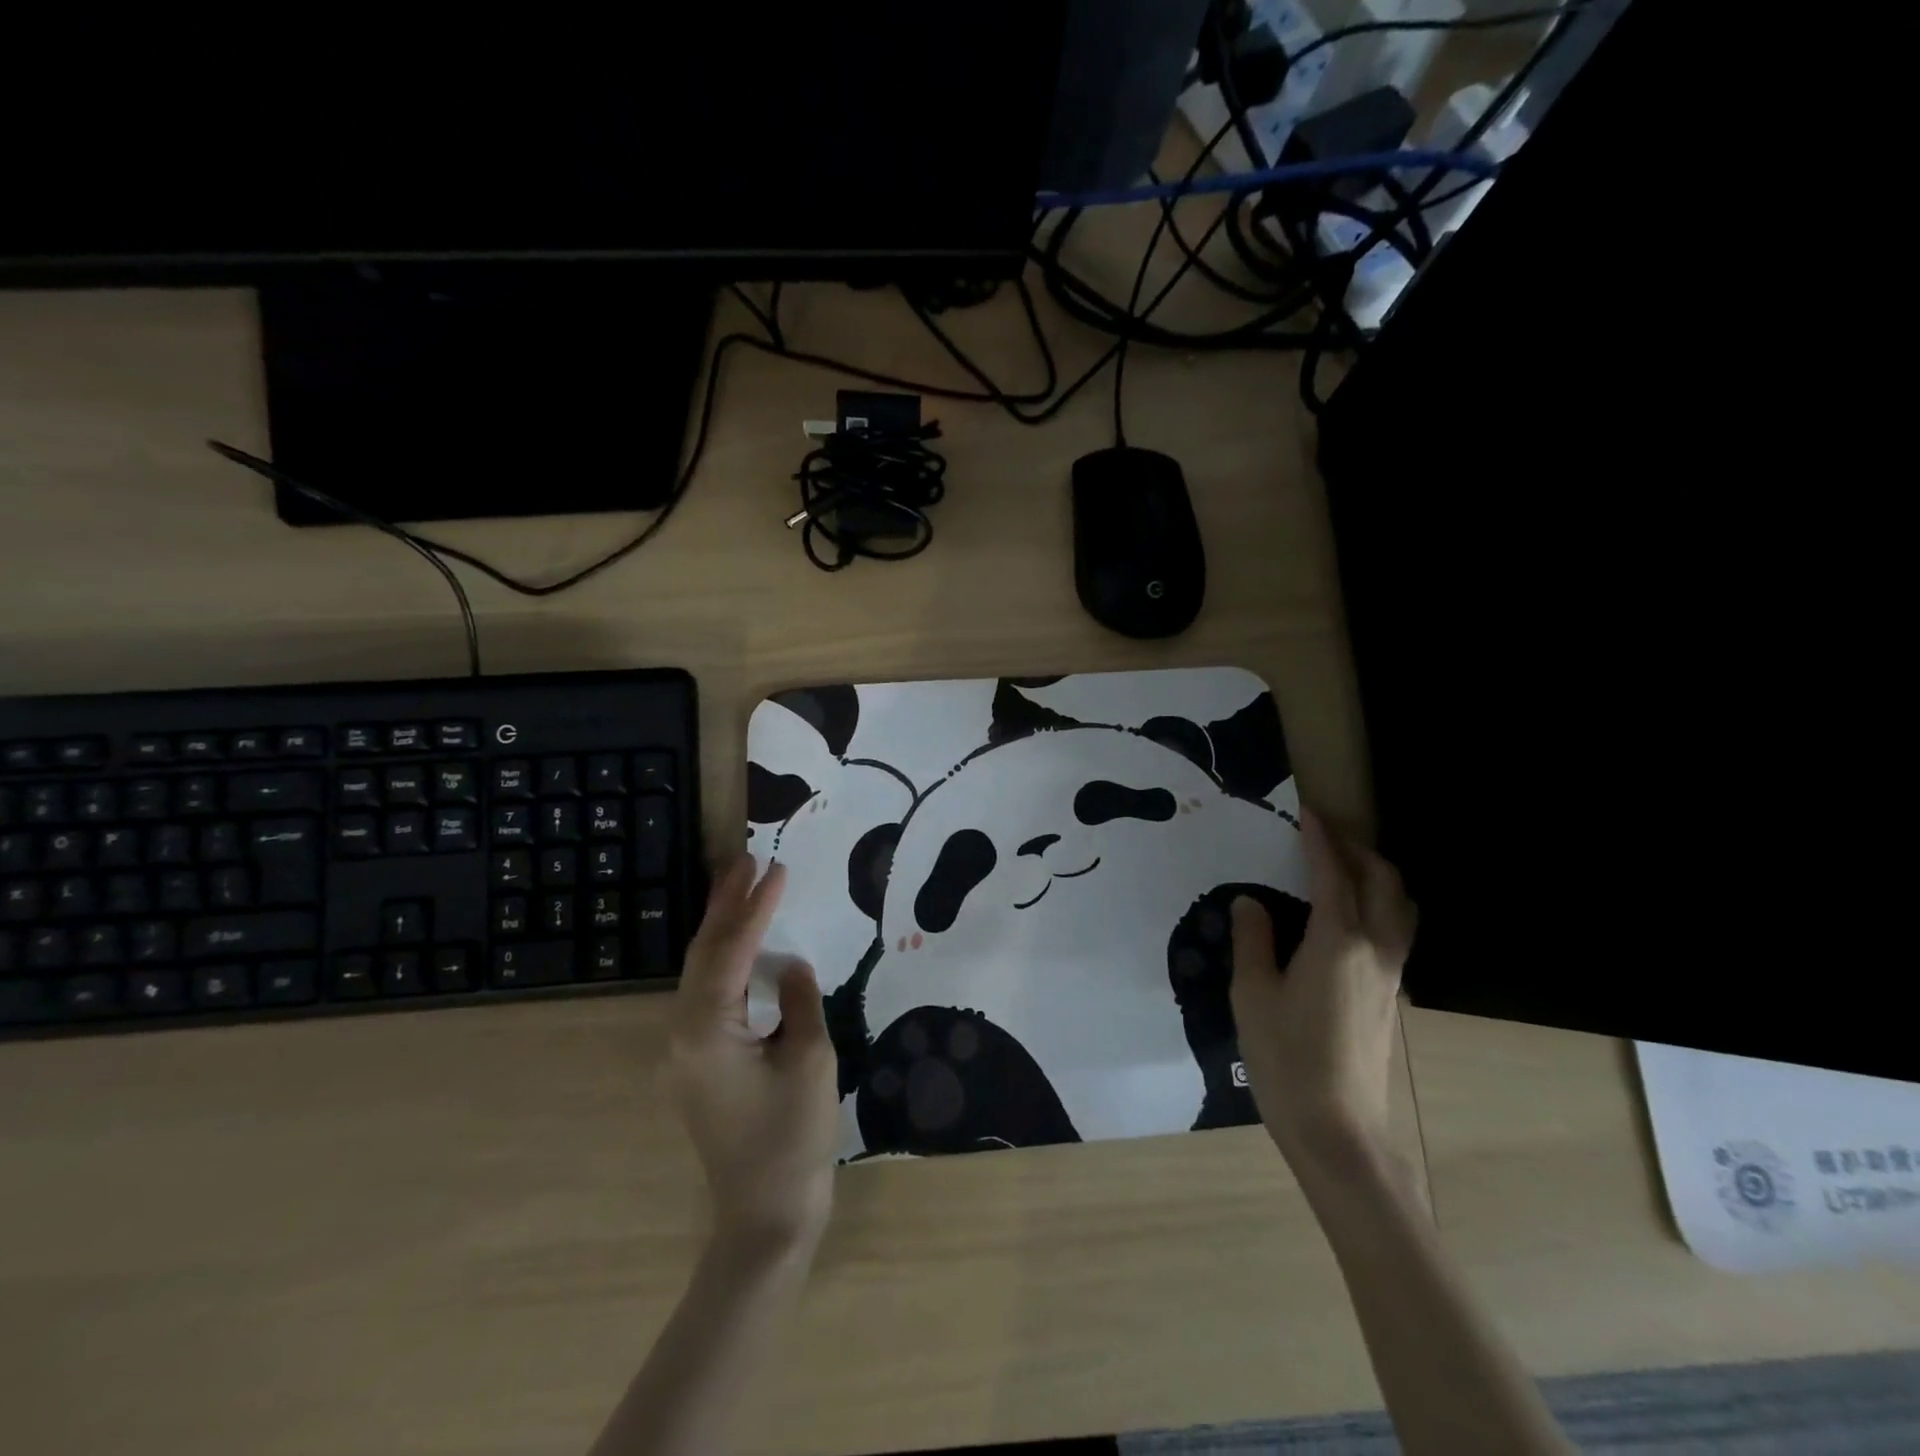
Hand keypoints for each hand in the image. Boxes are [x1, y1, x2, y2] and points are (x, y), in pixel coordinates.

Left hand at [667, 857, 838, 1258]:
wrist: (767, 1216)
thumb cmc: (793, 1138)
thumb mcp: (811, 1059)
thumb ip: (800, 1000)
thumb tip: (789, 964)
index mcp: (706, 1031)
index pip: (732, 952)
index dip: (756, 907)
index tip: (777, 868)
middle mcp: (683, 1034)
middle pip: (703, 954)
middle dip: (725, 905)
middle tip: (747, 860)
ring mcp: (685, 1050)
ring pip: (701, 973)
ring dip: (722, 928)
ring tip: (743, 886)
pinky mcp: (699, 1062)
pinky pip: (708, 995)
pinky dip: (726, 961)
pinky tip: (744, 944)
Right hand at [1230, 807, 1416, 1174]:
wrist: (1338, 1131)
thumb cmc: (1287, 1059)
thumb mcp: (1253, 995)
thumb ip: (1253, 941)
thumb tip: (1251, 903)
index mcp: (1338, 942)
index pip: (1333, 874)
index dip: (1320, 839)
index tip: (1308, 812)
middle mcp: (1375, 950)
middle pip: (1383, 882)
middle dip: (1357, 850)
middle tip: (1324, 836)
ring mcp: (1391, 975)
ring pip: (1400, 907)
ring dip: (1377, 876)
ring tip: (1343, 869)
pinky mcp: (1392, 997)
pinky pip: (1397, 932)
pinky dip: (1380, 906)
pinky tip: (1349, 919)